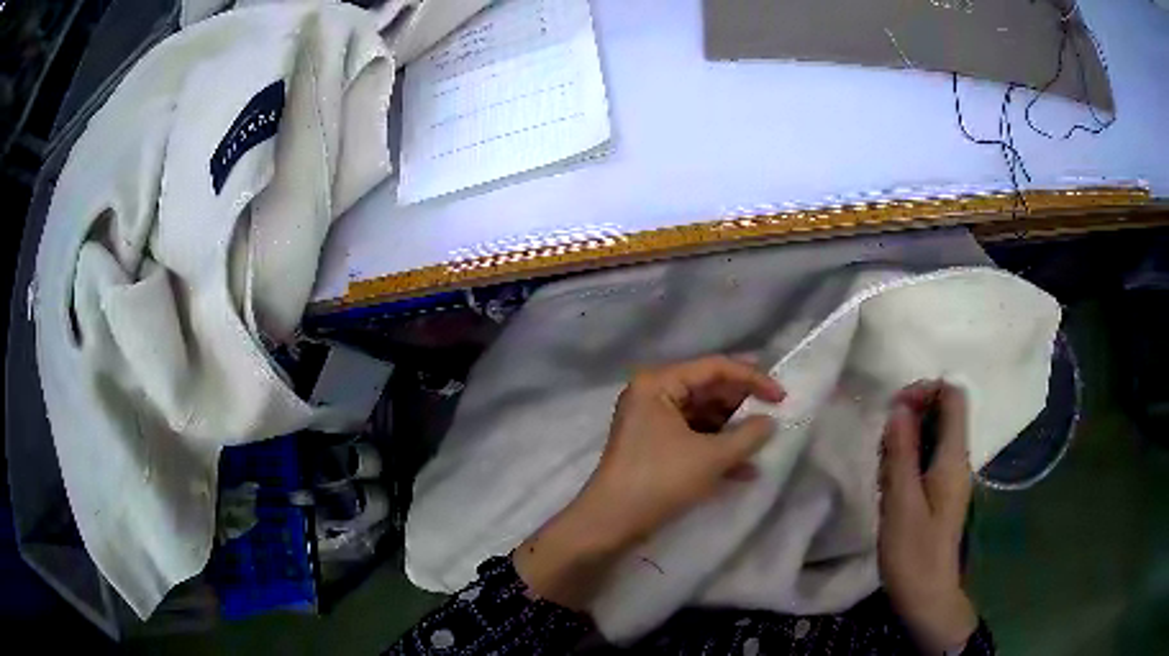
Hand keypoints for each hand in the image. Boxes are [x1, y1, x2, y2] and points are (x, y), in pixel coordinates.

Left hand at [514, 356, 784, 608]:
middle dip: (743, 405)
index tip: (781, 395)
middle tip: (775, 413)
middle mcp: (653, 394)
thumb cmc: (660, 480)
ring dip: (733, 431)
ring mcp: (652, 422)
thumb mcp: (711, 457)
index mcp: (659, 383)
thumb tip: (770, 422)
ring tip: (764, 442)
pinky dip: (717, 450)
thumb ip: (748, 435)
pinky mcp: (654, 447)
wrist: (611, 522)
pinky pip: (692, 438)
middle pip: (708, 390)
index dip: (752, 378)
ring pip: (703, 417)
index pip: (714, 368)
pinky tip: (746, 470)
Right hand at [879, 381, 978, 652]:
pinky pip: (925, 459)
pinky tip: (889, 487)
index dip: (927, 390)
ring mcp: (949, 476)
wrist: (926, 595)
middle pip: (941, 413)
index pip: (954, 396)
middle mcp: (957, 460)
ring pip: (930, 436)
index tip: (895, 408)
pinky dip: (906, 462)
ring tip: (884, 474)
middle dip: (910, 418)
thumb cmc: (914, 553)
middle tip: (883, 449)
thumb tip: (899, 406)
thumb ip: (901, 453)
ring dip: (904, 443)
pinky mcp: (939, 492)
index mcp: (953, 458)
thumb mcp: (901, 503)